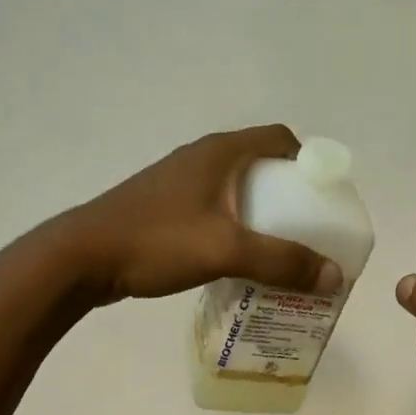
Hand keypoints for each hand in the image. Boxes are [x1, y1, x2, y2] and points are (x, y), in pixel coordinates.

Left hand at [60, 126, 342, 304]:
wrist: (80, 258)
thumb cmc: (157, 241)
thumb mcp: (226, 250)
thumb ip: (282, 262)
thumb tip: (335, 276)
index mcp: (220, 152)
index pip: (280, 138)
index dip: (308, 161)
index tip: (323, 197)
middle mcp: (202, 157)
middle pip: (261, 165)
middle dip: (289, 193)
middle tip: (308, 229)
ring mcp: (179, 181)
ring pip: (236, 188)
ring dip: (261, 211)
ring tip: (278, 248)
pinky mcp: (164, 205)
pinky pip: (214, 207)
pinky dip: (235, 224)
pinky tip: (237, 257)